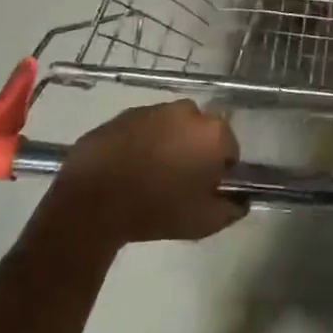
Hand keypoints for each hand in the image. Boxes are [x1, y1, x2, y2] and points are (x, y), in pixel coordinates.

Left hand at [35, 101, 246, 252]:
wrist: (93, 204)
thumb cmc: (156, 211)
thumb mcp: (203, 222)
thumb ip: (231, 209)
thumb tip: (240, 201)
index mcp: (212, 133)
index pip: (229, 149)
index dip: (219, 170)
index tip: (205, 189)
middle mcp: (187, 112)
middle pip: (200, 132)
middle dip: (194, 150)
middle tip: (178, 181)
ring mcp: (152, 109)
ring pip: (170, 127)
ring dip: (166, 144)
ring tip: (149, 175)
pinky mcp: (122, 115)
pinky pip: (141, 129)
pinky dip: (139, 143)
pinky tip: (127, 168)